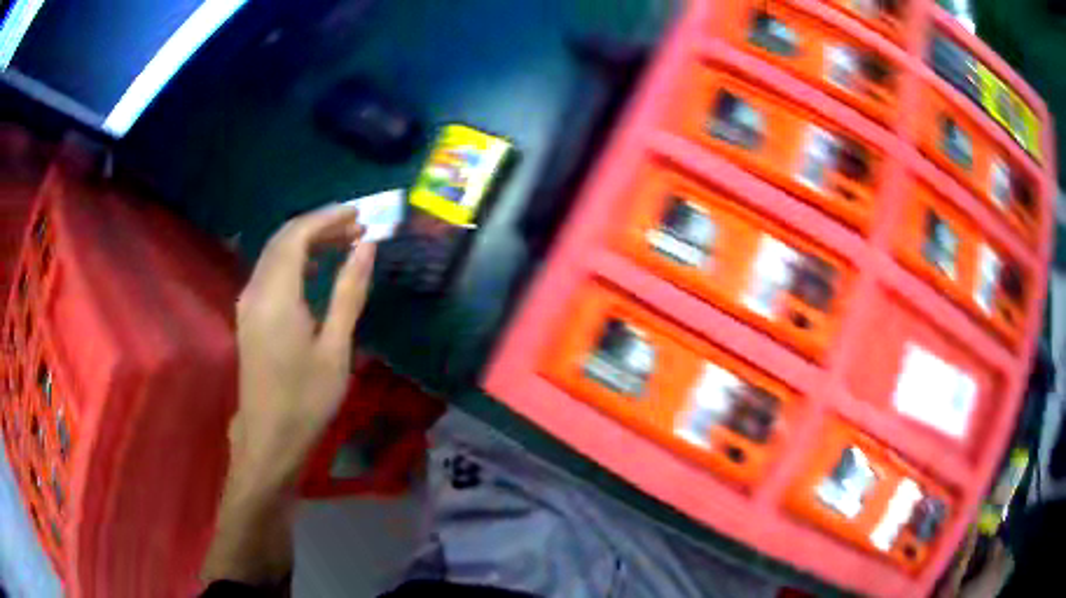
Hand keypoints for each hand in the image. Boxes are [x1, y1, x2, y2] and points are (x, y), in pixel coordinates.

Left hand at [233, 203, 376, 480]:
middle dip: (319, 226)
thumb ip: (349, 292)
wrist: (269, 437)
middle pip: (284, 239)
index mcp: (276, 295)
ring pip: (275, 253)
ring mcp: (248, 302)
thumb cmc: (307, 398)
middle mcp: (256, 290)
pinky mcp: (248, 315)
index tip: (360, 215)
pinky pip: (270, 271)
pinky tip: (315, 271)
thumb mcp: (336, 347)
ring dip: (307, 242)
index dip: (328, 218)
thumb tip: (367, 247)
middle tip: (357, 228)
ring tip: (343, 244)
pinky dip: (294, 261)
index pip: (297, 235)